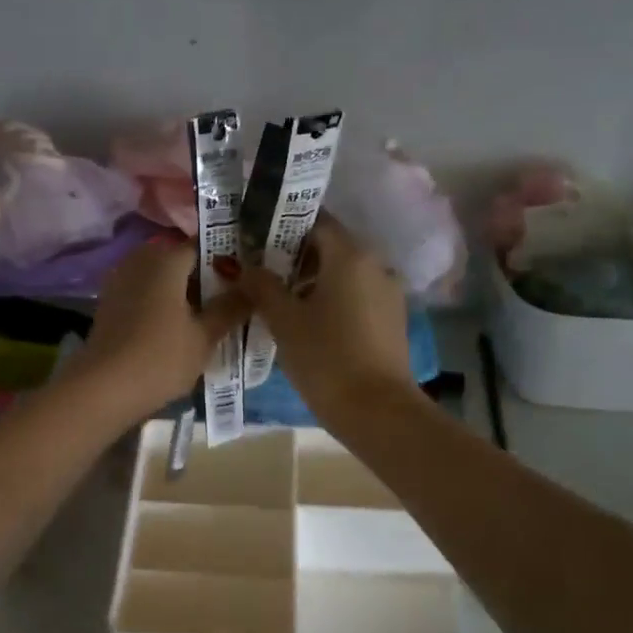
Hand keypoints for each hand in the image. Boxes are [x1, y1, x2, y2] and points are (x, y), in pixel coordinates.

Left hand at [68, 240, 245, 422]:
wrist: (103, 389)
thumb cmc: (160, 358)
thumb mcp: (205, 336)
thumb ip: (231, 307)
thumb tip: (254, 286)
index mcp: (166, 259)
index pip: (204, 245)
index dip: (228, 260)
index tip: (247, 279)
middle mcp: (141, 260)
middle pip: (181, 260)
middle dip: (205, 277)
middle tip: (232, 301)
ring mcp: (121, 280)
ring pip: (162, 277)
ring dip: (183, 292)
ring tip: (208, 317)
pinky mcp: (110, 303)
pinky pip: (145, 293)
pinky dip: (163, 303)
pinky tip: (178, 327)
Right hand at [238, 217, 417, 424]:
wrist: (378, 411)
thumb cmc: (326, 358)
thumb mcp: (284, 321)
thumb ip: (261, 286)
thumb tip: (241, 266)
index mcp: (350, 255)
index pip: (316, 221)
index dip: (283, 226)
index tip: (256, 239)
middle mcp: (375, 264)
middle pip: (330, 246)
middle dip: (294, 255)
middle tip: (260, 272)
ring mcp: (388, 292)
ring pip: (344, 272)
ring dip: (312, 279)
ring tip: (279, 301)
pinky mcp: (391, 319)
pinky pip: (356, 295)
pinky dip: (332, 298)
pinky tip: (308, 322)